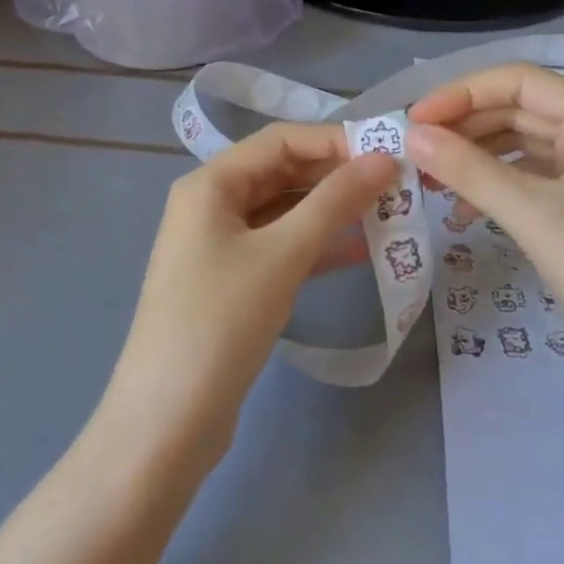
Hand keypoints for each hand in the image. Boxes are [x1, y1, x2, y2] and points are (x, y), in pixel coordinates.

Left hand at [101, 124, 396, 468]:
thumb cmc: (221, 322)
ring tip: (388, 214)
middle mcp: (212, 204)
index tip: (388, 152)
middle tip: (395, 185)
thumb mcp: (283, 254)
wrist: (167, 424)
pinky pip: (281, 248)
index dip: (335, 140)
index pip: (281, 140)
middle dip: (337, 176)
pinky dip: (318, 247)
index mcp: (211, 183)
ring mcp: (220, 245)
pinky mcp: (232, 283)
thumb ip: (335, 202)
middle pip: (283, 172)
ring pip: (285, 212)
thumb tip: (385, 158)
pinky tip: (362, 253)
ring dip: (333, 211)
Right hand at [407, 64, 563, 391]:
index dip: (463, 92)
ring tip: (430, 179)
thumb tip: (412, 136)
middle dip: (465, 126)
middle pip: (518, 109)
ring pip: (520, 144)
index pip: (520, 81)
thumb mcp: (533, 215)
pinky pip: (529, 178)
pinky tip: (462, 212)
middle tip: (415, 150)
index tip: (416, 120)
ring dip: (474, 157)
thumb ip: (469, 169)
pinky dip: (494, 187)